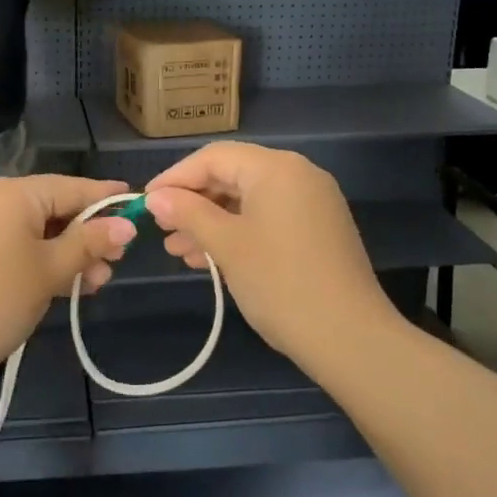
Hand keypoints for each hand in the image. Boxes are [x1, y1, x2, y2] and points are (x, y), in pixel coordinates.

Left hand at [0, 175, 137, 383]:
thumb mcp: (49, 271)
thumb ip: (89, 243)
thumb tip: (127, 223)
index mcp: (15, 193)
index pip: (73, 187)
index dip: (107, 198)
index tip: (139, 203)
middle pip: (56, 208)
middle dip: (88, 235)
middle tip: (116, 263)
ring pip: (38, 231)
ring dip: (69, 253)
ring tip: (94, 284)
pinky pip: (18, 245)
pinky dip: (43, 261)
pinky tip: (64, 286)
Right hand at [144, 143, 393, 365]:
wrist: (351, 339)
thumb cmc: (280, 283)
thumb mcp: (226, 245)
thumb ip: (188, 213)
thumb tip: (156, 197)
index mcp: (276, 168)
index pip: (213, 157)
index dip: (175, 177)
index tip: (146, 202)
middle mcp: (298, 174)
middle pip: (232, 175)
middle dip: (193, 202)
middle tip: (161, 229)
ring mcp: (313, 202)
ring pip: (248, 200)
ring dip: (212, 221)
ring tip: (178, 250)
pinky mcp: (319, 229)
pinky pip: (268, 217)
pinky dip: (238, 231)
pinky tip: (210, 257)